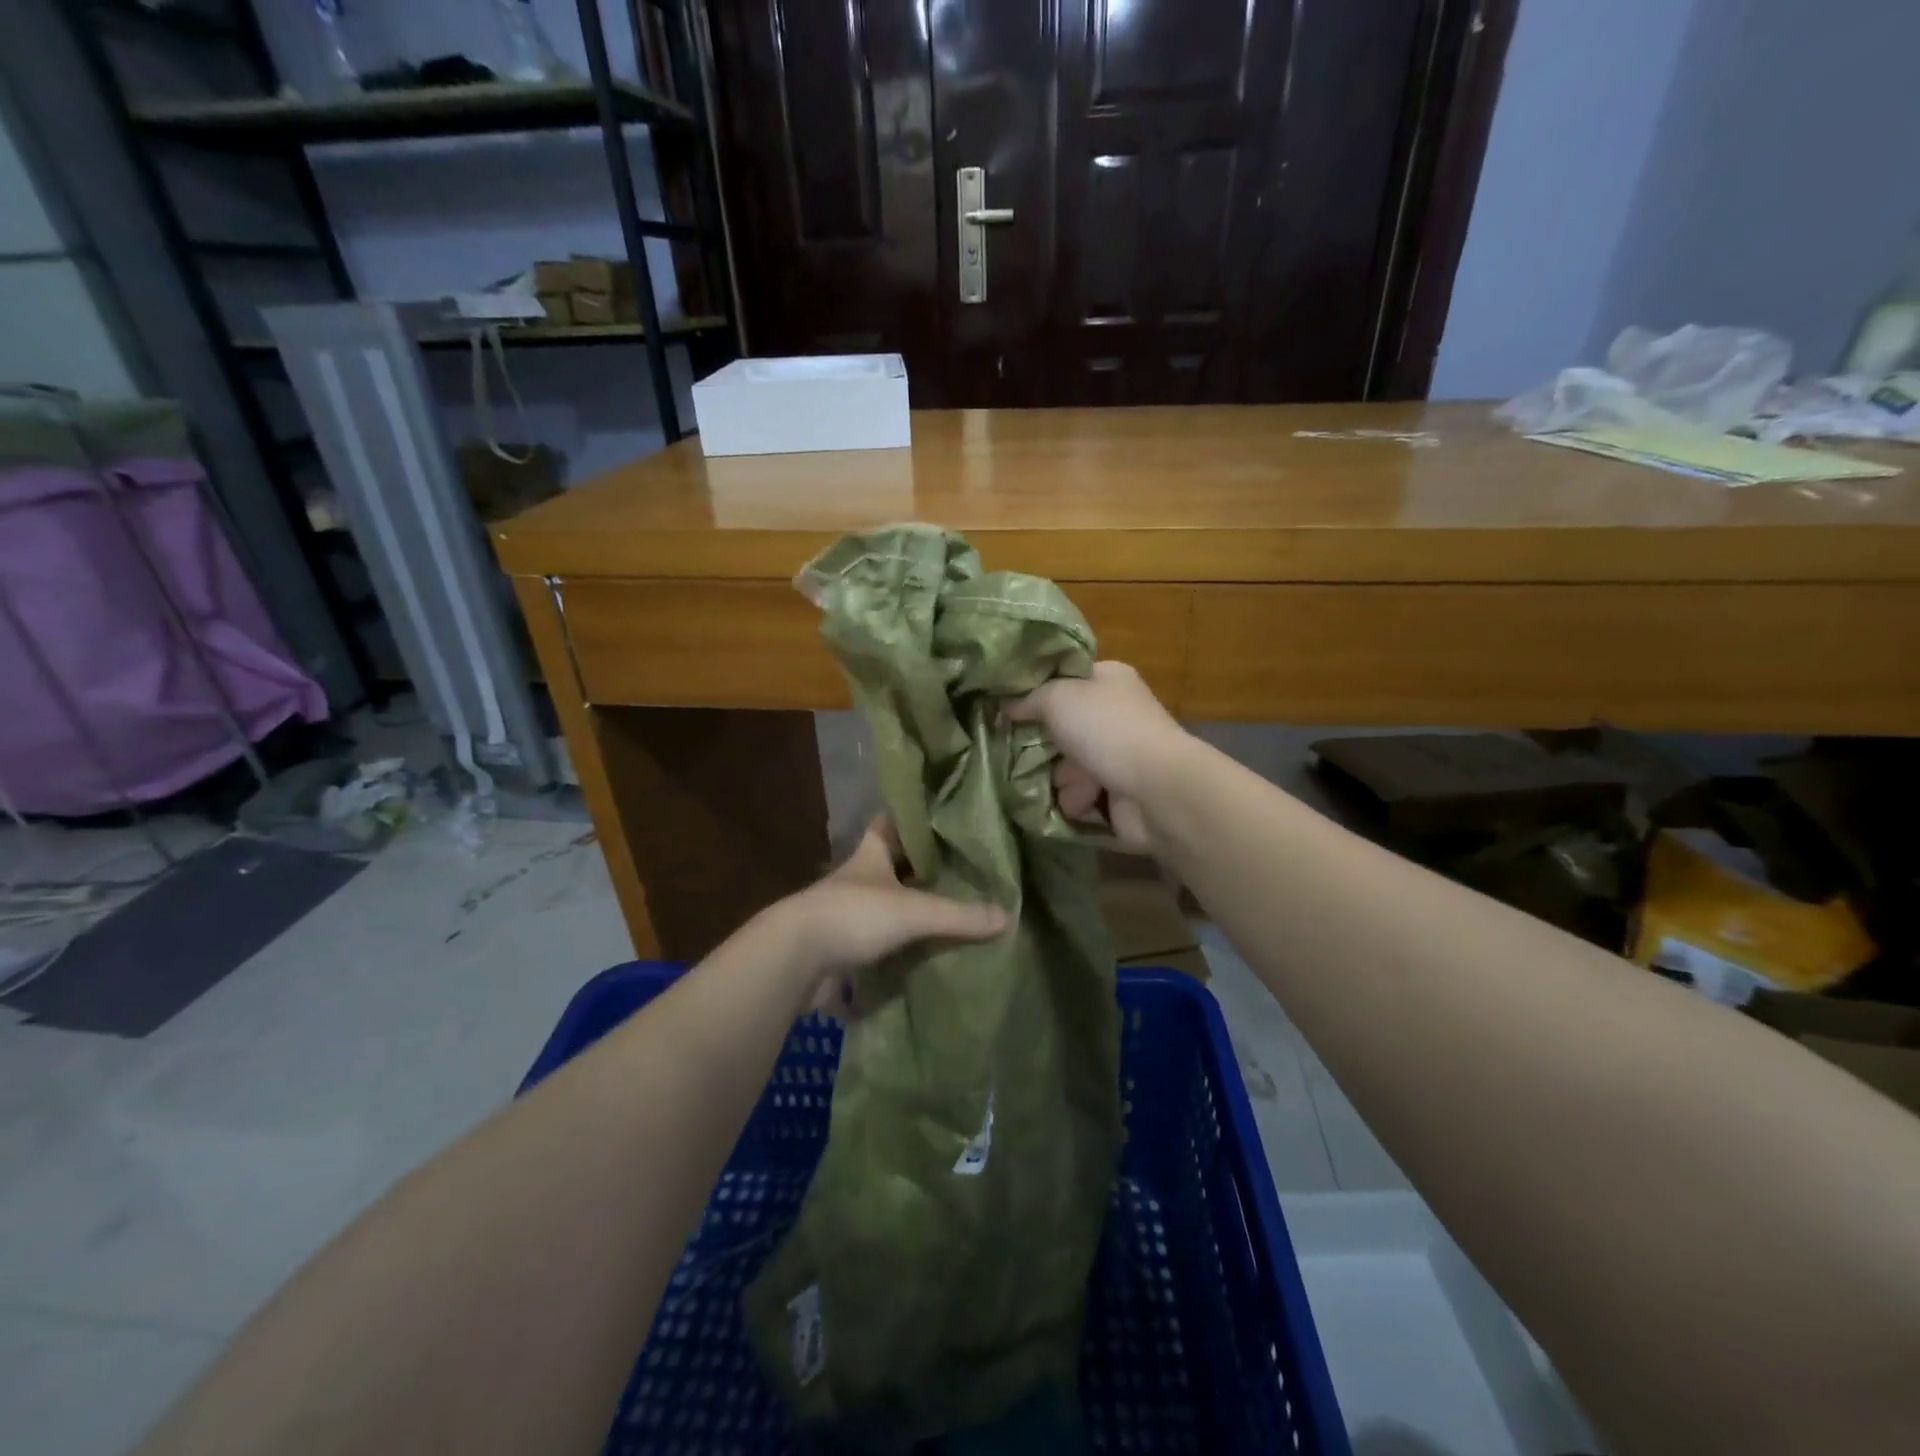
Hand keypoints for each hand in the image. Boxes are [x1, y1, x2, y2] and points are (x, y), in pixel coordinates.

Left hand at [779, 819, 1006, 1008]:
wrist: (794, 959)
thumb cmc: (852, 915)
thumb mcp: (913, 910)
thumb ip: (958, 914)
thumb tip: (1008, 916)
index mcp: (871, 854)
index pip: (890, 823)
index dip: (912, 818)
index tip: (943, 818)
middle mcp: (858, 878)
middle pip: (893, 866)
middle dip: (921, 869)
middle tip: (963, 872)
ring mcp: (848, 913)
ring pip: (886, 904)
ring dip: (910, 910)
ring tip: (952, 913)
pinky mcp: (843, 947)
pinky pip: (879, 941)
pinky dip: (900, 946)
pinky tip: (927, 952)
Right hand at [1008, 661, 1188, 852]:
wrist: (1154, 789)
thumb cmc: (1105, 729)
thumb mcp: (1057, 697)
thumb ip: (1028, 698)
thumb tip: (1008, 706)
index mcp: (1109, 678)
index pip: (1066, 677)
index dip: (1038, 690)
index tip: (1008, 705)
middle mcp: (1116, 713)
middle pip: (1064, 725)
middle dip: (1044, 743)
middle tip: (1018, 750)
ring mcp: (1119, 753)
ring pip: (1070, 764)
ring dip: (1062, 778)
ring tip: (1063, 783)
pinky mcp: (1120, 791)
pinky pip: (1083, 794)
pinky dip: (1077, 801)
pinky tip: (1078, 803)